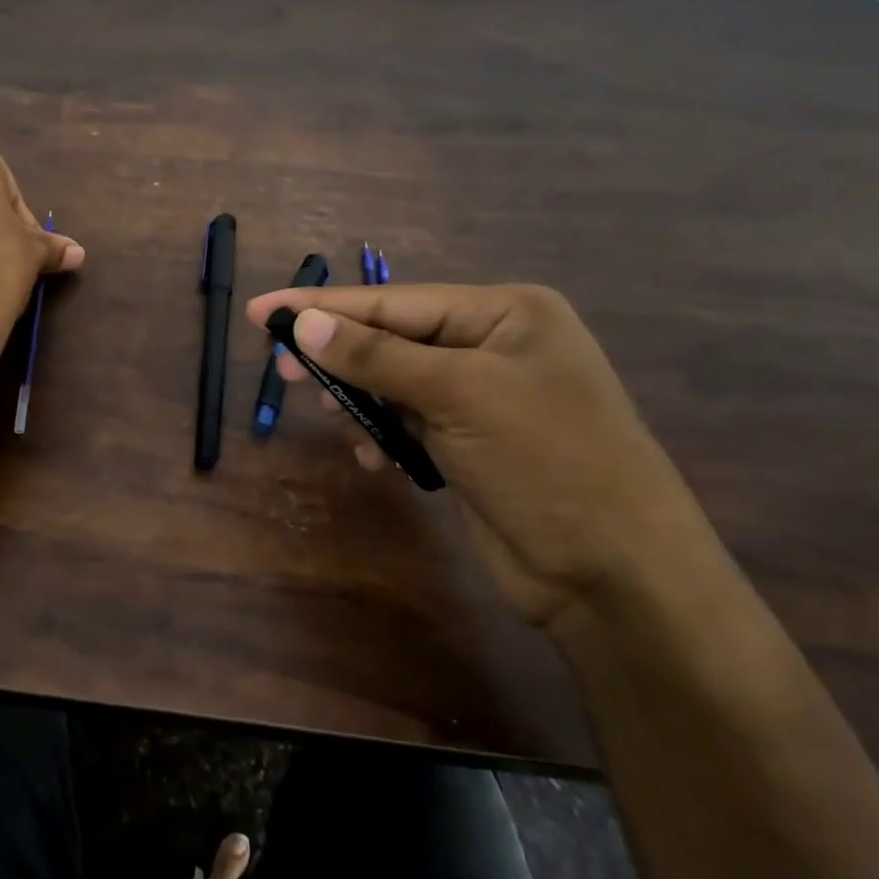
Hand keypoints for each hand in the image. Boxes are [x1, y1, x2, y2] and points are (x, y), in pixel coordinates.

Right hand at [245, 283, 721, 628]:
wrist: (616, 577)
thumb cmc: (547, 464)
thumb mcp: (459, 397)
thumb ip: (376, 357)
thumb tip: (303, 323)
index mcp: (505, 314)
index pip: (394, 301)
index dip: (323, 306)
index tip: (262, 310)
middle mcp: (493, 346)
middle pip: (391, 338)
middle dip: (339, 355)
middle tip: (283, 369)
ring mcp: (482, 396)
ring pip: (393, 382)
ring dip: (359, 400)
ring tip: (333, 418)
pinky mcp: (470, 442)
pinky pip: (406, 421)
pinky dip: (381, 434)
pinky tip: (371, 457)